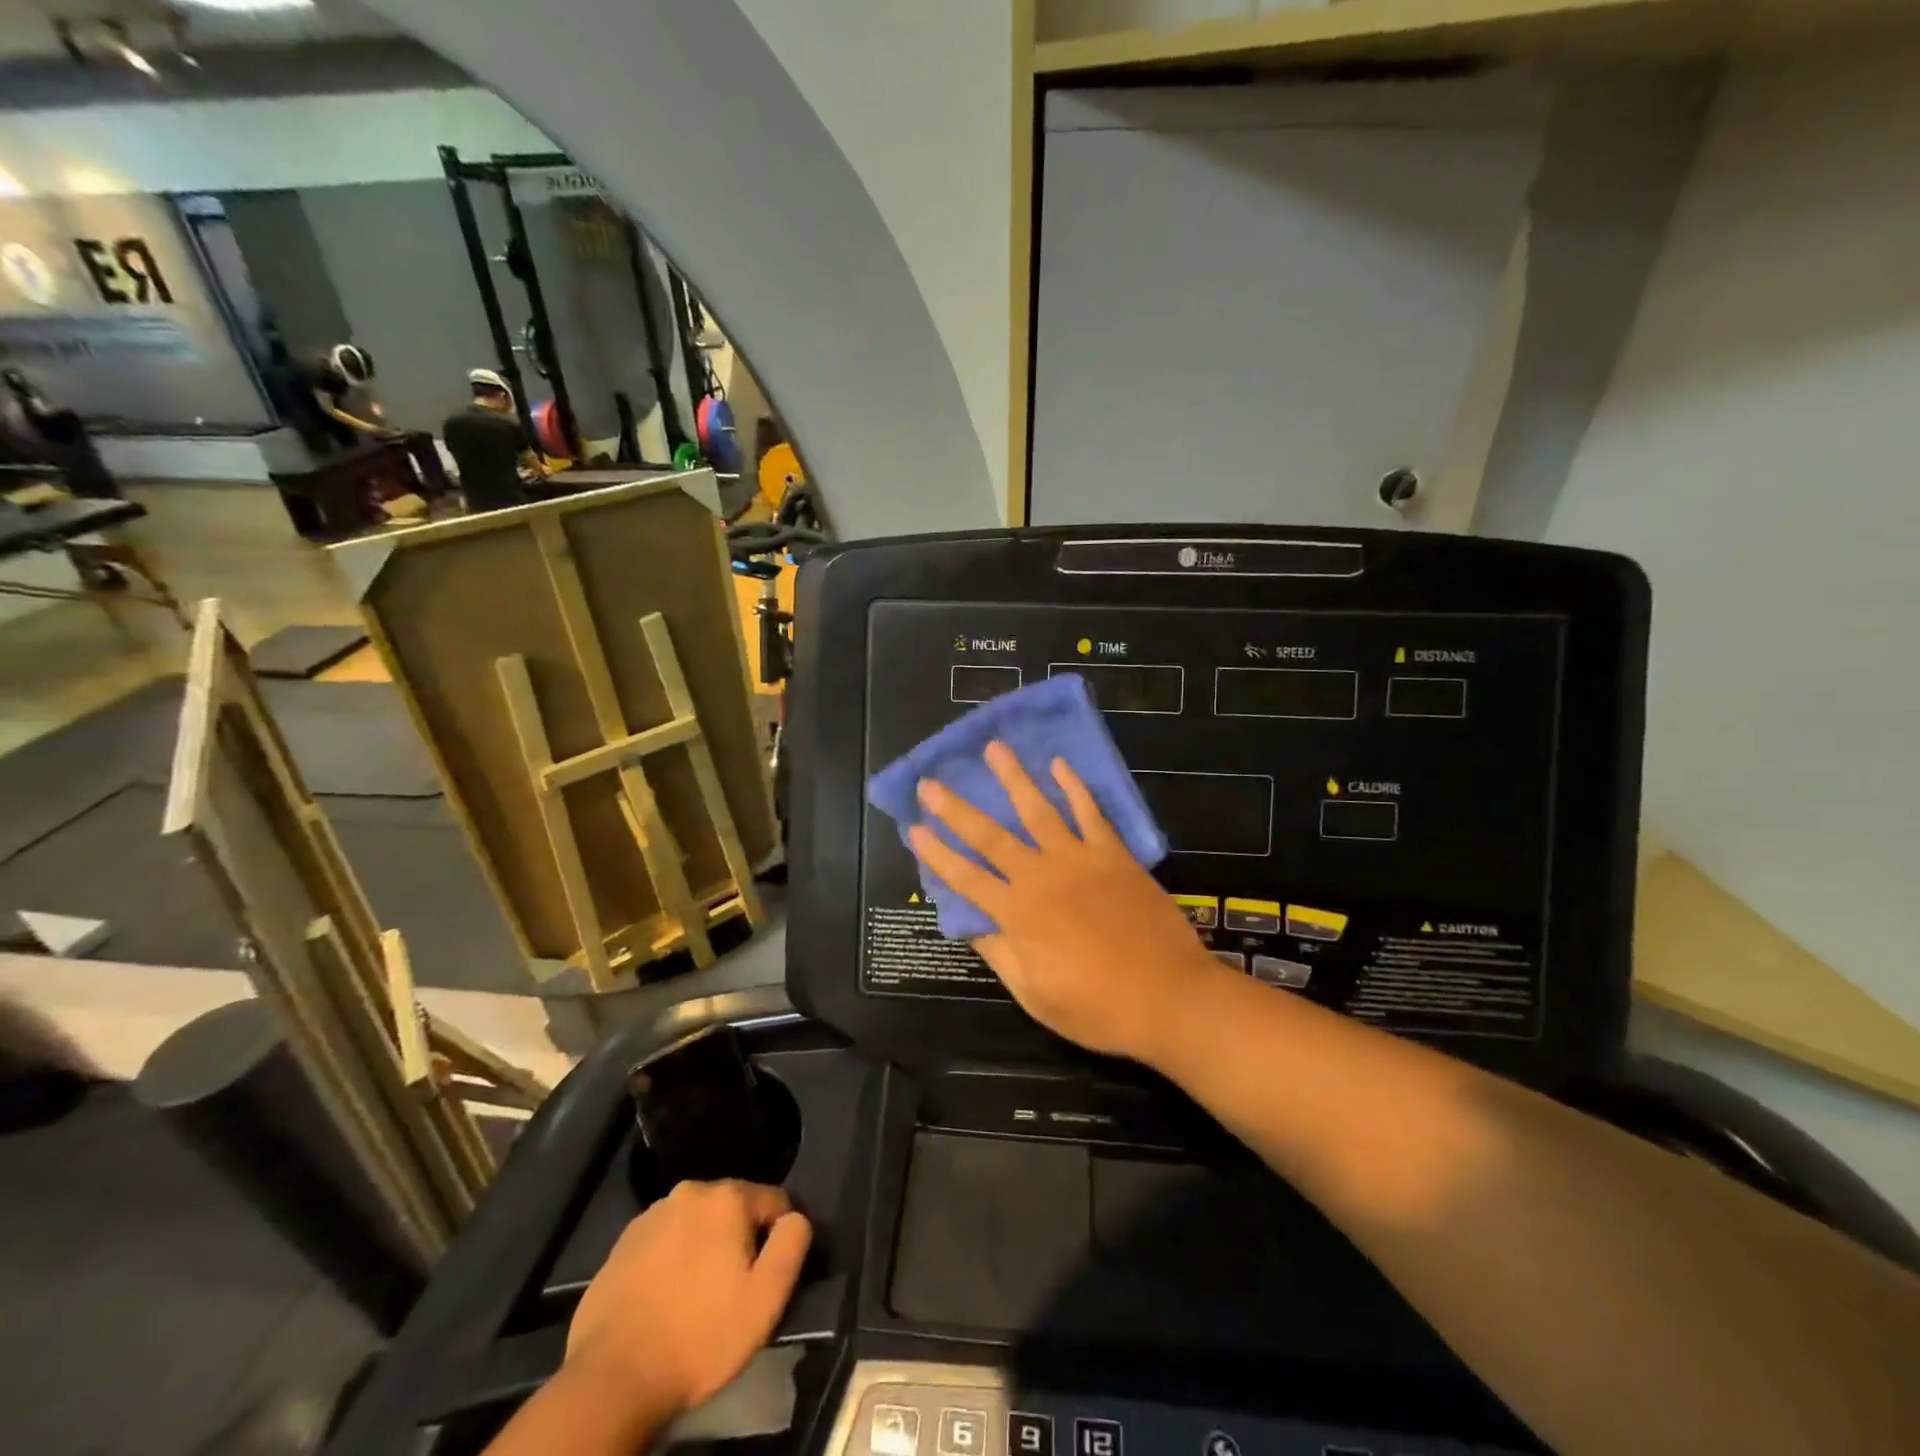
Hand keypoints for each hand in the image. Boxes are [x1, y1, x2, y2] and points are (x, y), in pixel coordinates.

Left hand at [566, 1180, 811, 1415]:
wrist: (612, 1379)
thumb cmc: (699, 1337)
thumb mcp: (766, 1299)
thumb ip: (792, 1244)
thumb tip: (796, 1217)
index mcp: (727, 1197)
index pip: (774, 1201)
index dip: (777, 1239)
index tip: (765, 1278)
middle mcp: (690, 1191)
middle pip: (733, 1209)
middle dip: (738, 1241)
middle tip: (731, 1292)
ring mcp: (651, 1216)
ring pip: (696, 1224)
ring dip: (704, 1248)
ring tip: (696, 1299)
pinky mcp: (622, 1243)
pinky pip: (664, 1242)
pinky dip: (671, 1261)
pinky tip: (665, 1300)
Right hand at [908, 742, 1219, 1060]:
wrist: (1170, 996)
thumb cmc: (1098, 1007)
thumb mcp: (1035, 995)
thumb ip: (1000, 954)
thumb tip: (969, 923)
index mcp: (1018, 915)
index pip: (965, 878)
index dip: (937, 854)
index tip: (914, 828)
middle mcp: (1041, 877)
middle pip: (990, 836)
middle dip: (956, 808)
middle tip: (931, 782)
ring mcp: (1079, 860)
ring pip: (1038, 810)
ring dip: (1013, 778)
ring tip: (994, 748)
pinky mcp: (1113, 855)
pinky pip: (1091, 813)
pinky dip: (1075, 787)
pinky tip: (1061, 764)